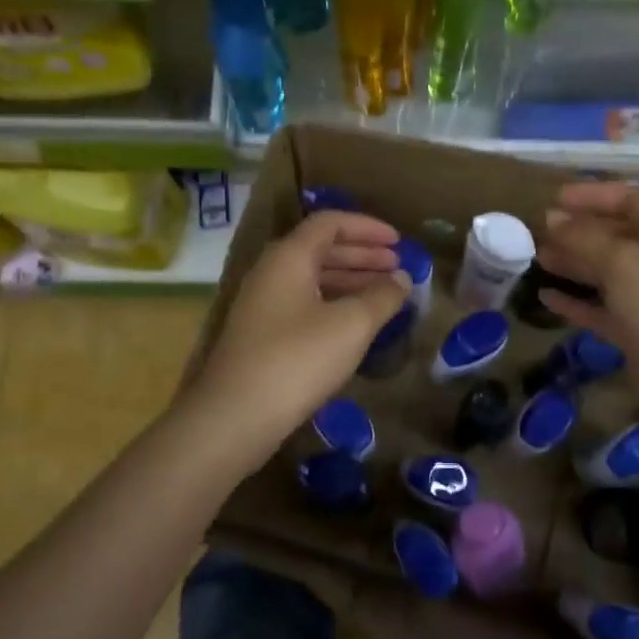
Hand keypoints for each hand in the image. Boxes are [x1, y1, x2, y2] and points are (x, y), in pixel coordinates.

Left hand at [192, 211, 411, 446]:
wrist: (236, 415)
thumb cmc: (298, 359)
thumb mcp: (351, 325)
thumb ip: (382, 296)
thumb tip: (402, 278)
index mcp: (289, 257)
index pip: (330, 223)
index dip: (367, 227)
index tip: (399, 243)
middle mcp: (271, 272)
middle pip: (321, 249)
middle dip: (363, 255)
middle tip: (397, 268)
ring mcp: (263, 304)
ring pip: (313, 278)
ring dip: (351, 281)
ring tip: (385, 295)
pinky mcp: (262, 334)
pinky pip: (305, 304)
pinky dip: (335, 304)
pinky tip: (356, 325)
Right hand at [537, 182, 638, 436]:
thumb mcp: (624, 263)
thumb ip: (585, 239)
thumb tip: (552, 219)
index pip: (630, 201)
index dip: (593, 196)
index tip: (553, 198)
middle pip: (618, 236)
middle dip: (580, 231)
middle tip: (539, 232)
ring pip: (608, 273)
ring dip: (575, 264)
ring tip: (538, 258)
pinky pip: (602, 310)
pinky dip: (577, 302)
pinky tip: (548, 298)